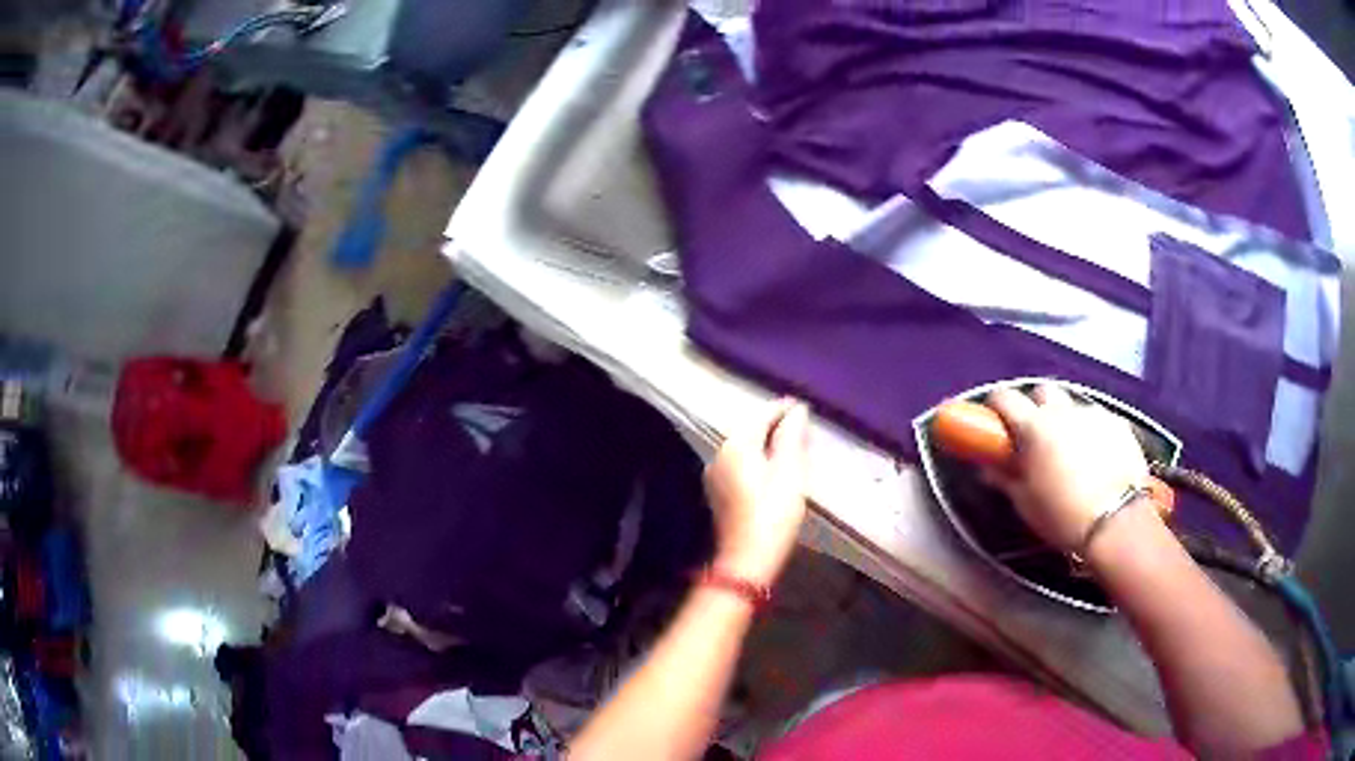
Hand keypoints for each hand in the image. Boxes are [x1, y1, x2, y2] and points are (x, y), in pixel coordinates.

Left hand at [704, 399, 810, 585]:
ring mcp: (716, 474)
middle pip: (750, 430)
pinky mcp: (718, 492)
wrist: (747, 559)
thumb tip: (797, 411)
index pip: (761, 415)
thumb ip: (791, 438)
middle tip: (801, 424)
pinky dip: (757, 459)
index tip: (803, 406)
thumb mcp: (790, 473)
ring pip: (744, 447)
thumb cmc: (773, 514)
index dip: (783, 409)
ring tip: (791, 443)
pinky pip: (740, 464)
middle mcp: (720, 454)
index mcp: (737, 445)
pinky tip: (772, 466)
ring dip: (766, 442)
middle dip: (774, 425)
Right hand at [984, 385, 1149, 551]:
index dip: (997, 405)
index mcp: (1034, 427)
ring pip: (1073, 404)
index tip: (995, 421)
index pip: (1005, 398)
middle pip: (1043, 391)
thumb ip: (1006, 478)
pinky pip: (1099, 419)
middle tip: (1035, 436)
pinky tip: (1097, 456)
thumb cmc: (1062, 516)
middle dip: (1036, 407)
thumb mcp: (1026, 503)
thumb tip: (989, 468)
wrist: (1116, 522)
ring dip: (1066, 419)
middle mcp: (1063, 411)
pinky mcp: (1119, 424)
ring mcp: (1094, 414)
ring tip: (1070, 449)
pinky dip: (1093, 431)